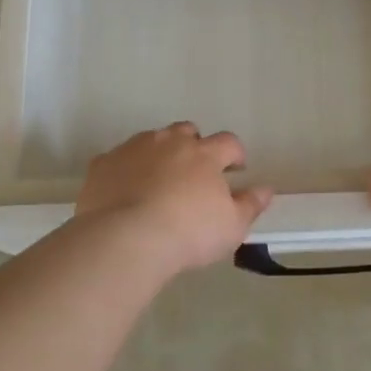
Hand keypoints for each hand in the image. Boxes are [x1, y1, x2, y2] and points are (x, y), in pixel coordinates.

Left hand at [75, 123, 274, 276]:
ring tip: (159, 180)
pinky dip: (126, 169)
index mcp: (205, 154)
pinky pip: (118, 159)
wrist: (126, 238)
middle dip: (194, 145)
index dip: (235, 154)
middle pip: (187, 132)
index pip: (228, 142)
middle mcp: (170, 142)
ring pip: (152, 140)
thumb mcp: (232, 226)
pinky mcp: (103, 163)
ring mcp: (134, 148)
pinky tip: (125, 191)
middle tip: (194, 172)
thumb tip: (267, 189)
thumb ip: (250, 205)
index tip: (236, 169)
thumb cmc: (188, 233)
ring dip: (159, 153)